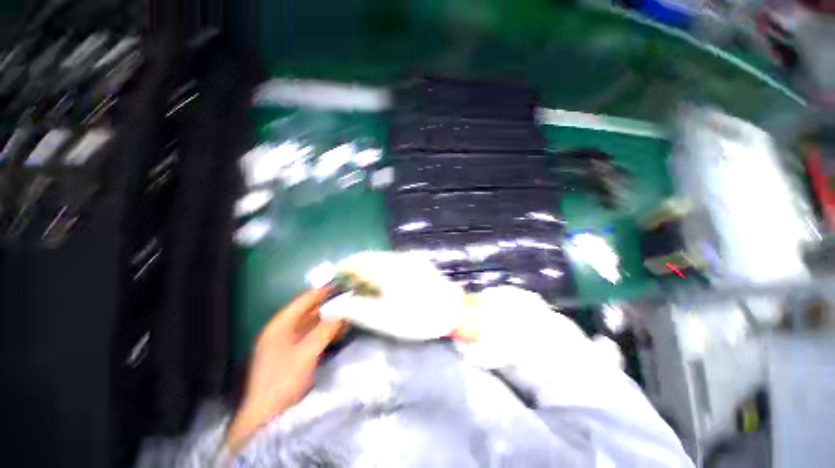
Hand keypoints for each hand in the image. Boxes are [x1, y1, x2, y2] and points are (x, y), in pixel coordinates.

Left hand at [225, 288, 344, 452]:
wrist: (268, 416)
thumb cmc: (283, 380)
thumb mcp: (307, 352)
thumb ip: (326, 330)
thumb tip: (343, 312)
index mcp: (280, 326)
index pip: (304, 301)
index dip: (322, 292)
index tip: (341, 285)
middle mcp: (283, 330)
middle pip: (309, 311)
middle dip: (328, 305)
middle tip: (348, 299)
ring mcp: (287, 343)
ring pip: (312, 324)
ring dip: (329, 319)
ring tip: (348, 313)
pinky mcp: (294, 354)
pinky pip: (313, 336)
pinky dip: (326, 332)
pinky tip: (339, 331)